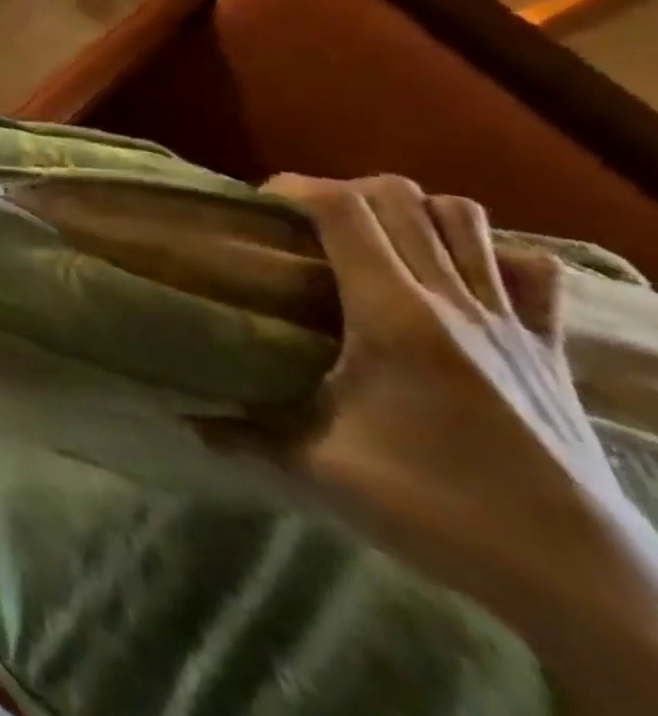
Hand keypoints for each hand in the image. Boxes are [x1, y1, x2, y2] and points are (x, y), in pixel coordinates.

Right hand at [264, 174, 657, 709]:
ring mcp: (509, 321)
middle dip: (345, 191)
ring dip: (415, 212)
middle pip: (401, 197)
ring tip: (377, 239)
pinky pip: (529, 271)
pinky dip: (490, 253)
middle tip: (309, 222)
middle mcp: (452, 299)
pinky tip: (459, 276)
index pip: (343, 209)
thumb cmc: (437, 506)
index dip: (296, 187)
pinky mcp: (549, 350)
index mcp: (393, 313)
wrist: (582, 582)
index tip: (262, 202)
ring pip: (466, 218)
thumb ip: (247, 434)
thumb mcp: (323, 469)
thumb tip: (187, 422)